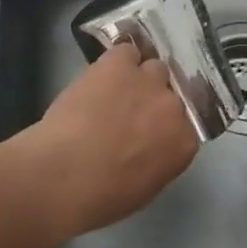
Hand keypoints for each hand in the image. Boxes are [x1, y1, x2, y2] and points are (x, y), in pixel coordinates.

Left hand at [29, 42, 199, 234]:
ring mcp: (149, 80)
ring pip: (153, 67)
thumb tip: (150, 148)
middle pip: (171, 92)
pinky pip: (127, 51)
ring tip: (114, 90)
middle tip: (129, 113)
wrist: (62, 175)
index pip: (184, 125)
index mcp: (183, 144)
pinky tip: (102, 73)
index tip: (147, 133)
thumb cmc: (100, 197)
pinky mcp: (120, 63)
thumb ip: (158, 161)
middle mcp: (174, 107)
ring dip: (138, 78)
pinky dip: (117, 60)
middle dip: (153, 102)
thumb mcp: (143, 189)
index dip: (164, 127)